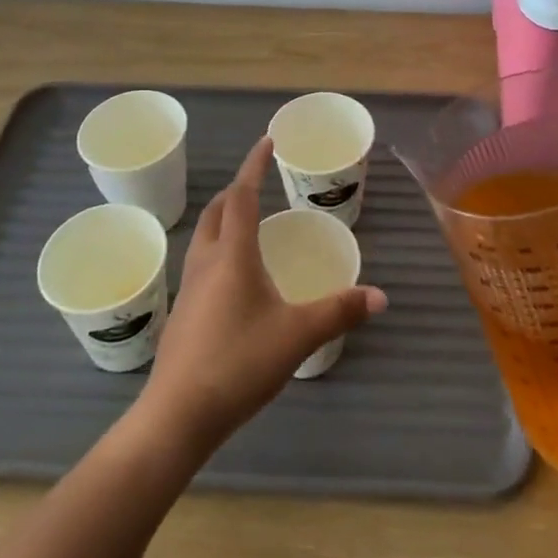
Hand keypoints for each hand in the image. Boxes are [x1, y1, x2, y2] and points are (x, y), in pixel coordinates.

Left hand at [144, 136, 386, 448]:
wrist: (177, 416)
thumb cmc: (238, 363)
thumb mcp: (297, 335)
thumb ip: (339, 311)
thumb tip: (380, 296)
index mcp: (232, 255)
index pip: (241, 195)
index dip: (254, 165)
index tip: (267, 141)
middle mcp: (206, 262)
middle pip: (216, 211)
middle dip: (235, 189)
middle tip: (257, 182)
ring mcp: (188, 289)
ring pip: (203, 237)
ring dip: (222, 219)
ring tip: (246, 224)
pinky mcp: (183, 315)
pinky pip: (200, 264)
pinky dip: (217, 250)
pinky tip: (233, 279)